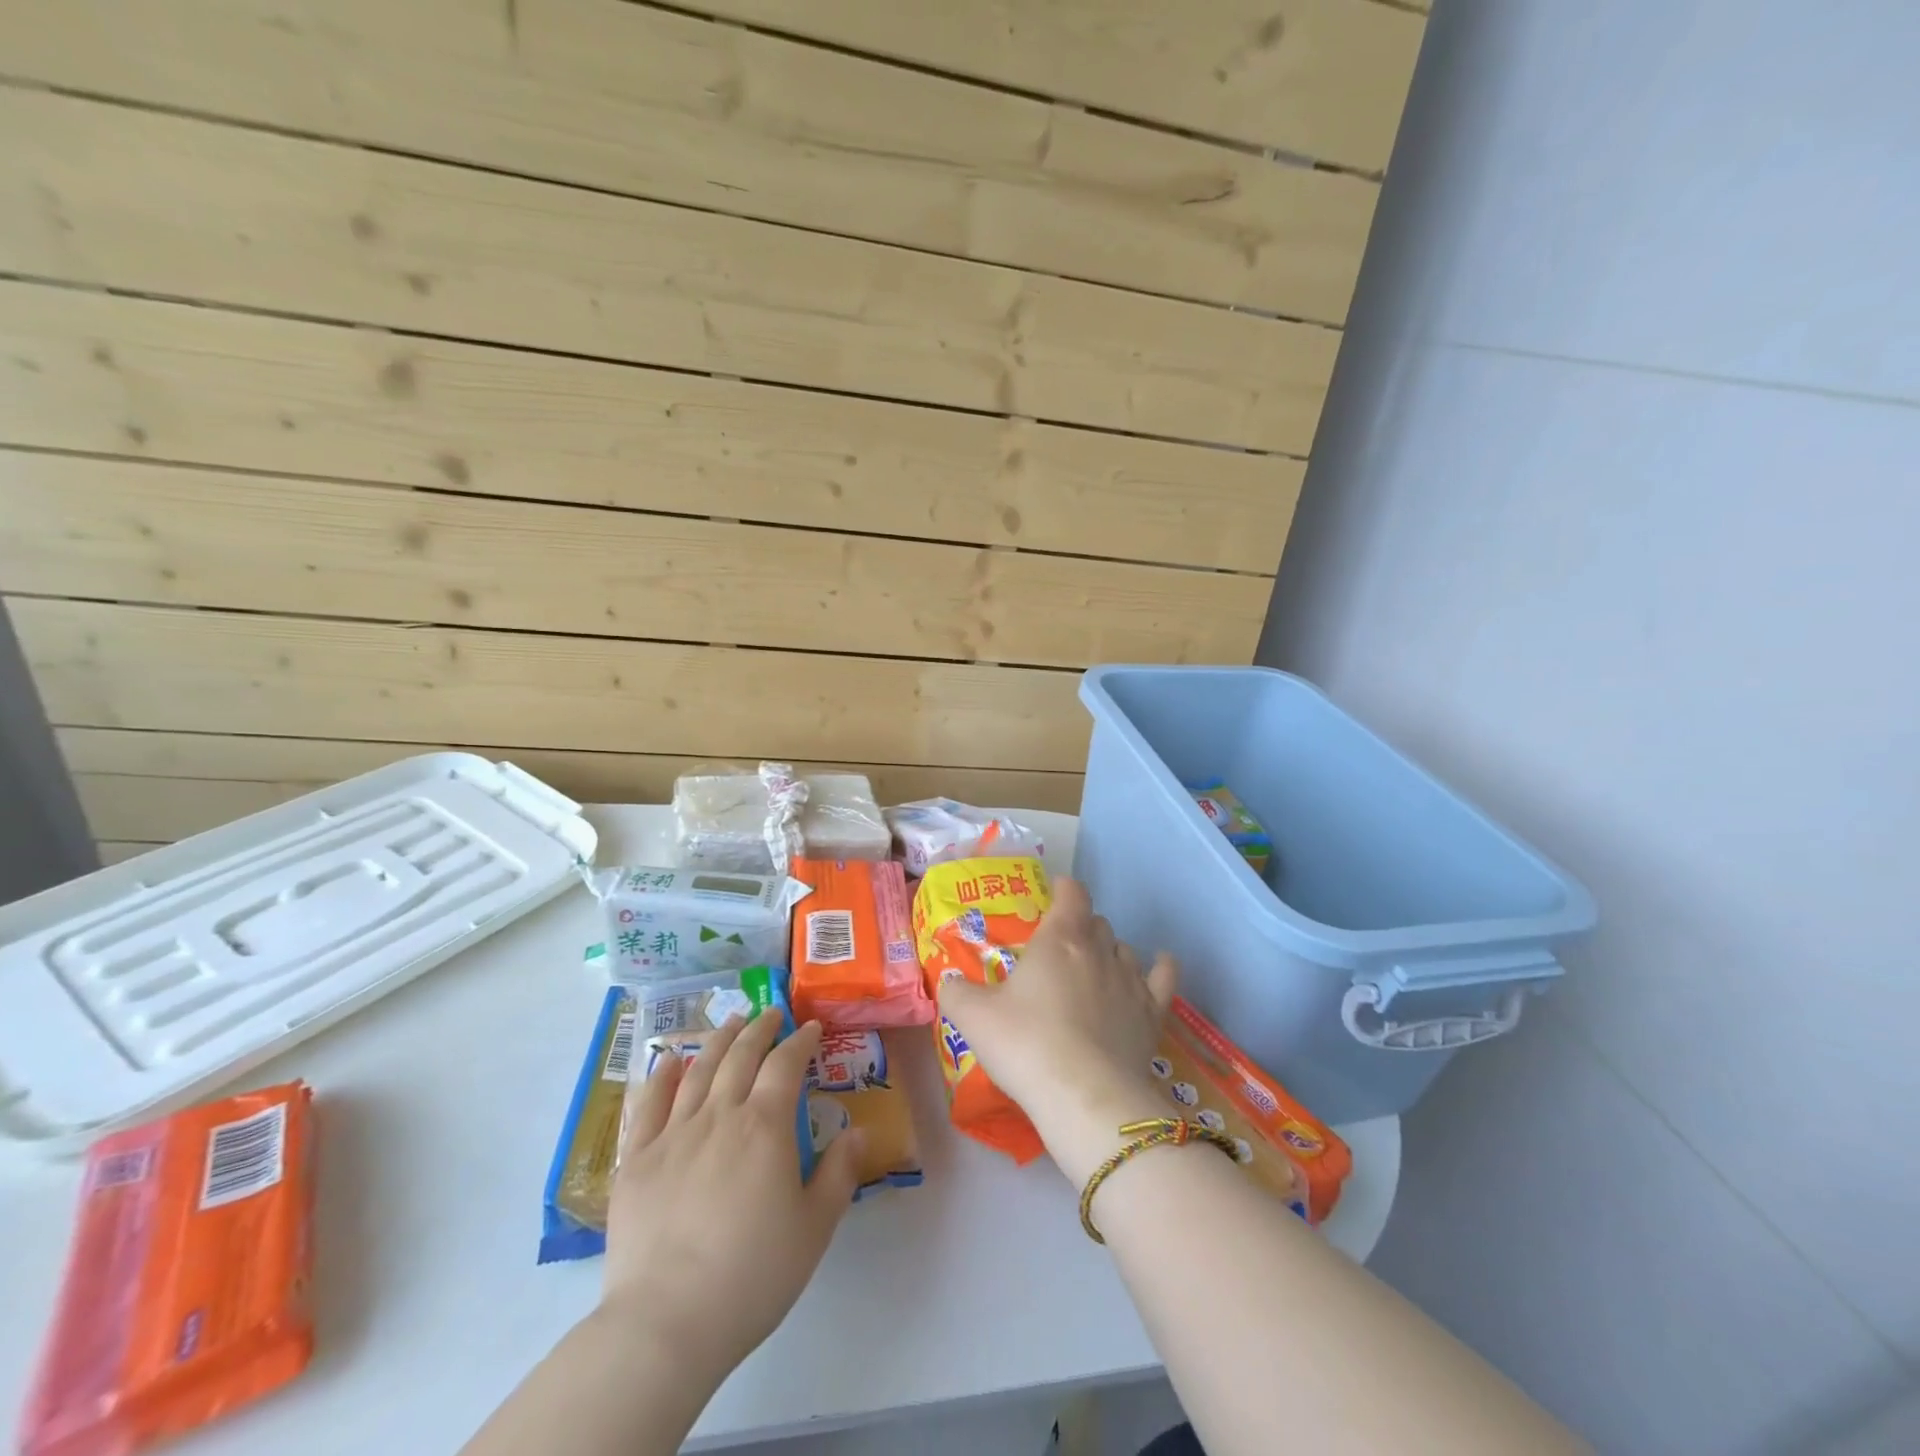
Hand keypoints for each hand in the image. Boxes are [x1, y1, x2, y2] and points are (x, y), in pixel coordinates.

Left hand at [601, 1011, 863, 1383]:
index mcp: (765, 1127)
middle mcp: (719, 1115)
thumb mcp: (815, 1228)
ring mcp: (673, 1134)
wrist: (666, 1322)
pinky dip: (661, 1076)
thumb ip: (840, 1173)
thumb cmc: (752, 1275)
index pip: (785, 1065)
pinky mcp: (636, 1159)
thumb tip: (859, 1131)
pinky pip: (648, 1104)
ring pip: (698, 1070)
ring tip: (730, 1023)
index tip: (810, 1028)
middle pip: (741, 1056)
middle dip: (760, 1029)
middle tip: (771, 1013)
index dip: (800, 1041)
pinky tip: (669, 1062)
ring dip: (718, 1040)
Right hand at [938, 876, 1178, 1183]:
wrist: (1084, 1096)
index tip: (1053, 894)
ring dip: (1109, 951)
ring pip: (1124, 948)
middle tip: (1059, 948)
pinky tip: (1160, 962)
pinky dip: (1162, 967)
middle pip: (1096, 922)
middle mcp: (1099, 949)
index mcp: (1059, 938)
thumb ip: (956, 992)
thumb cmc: (1025, 1044)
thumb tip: (948, 980)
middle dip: (1080, 927)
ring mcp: (1130, 981)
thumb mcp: (973, 1017)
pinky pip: (1163, 978)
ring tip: (1094, 968)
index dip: (1063, 889)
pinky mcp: (1152, 1014)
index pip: (1071, 894)